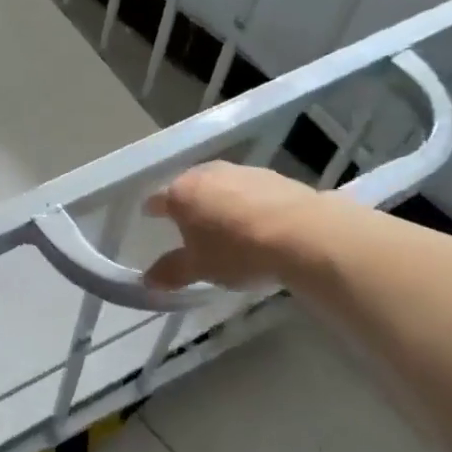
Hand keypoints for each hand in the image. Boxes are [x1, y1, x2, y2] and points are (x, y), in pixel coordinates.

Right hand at [142, 162, 315, 289]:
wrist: (304, 234)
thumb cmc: (238, 251)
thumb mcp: (200, 269)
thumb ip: (172, 272)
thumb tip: (148, 280)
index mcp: (181, 194)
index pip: (157, 199)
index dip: (152, 210)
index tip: (150, 217)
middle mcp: (207, 174)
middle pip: (189, 187)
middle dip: (187, 203)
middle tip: (188, 223)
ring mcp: (241, 171)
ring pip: (220, 185)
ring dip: (218, 200)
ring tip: (224, 224)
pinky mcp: (272, 176)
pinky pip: (248, 189)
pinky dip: (245, 202)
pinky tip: (255, 221)